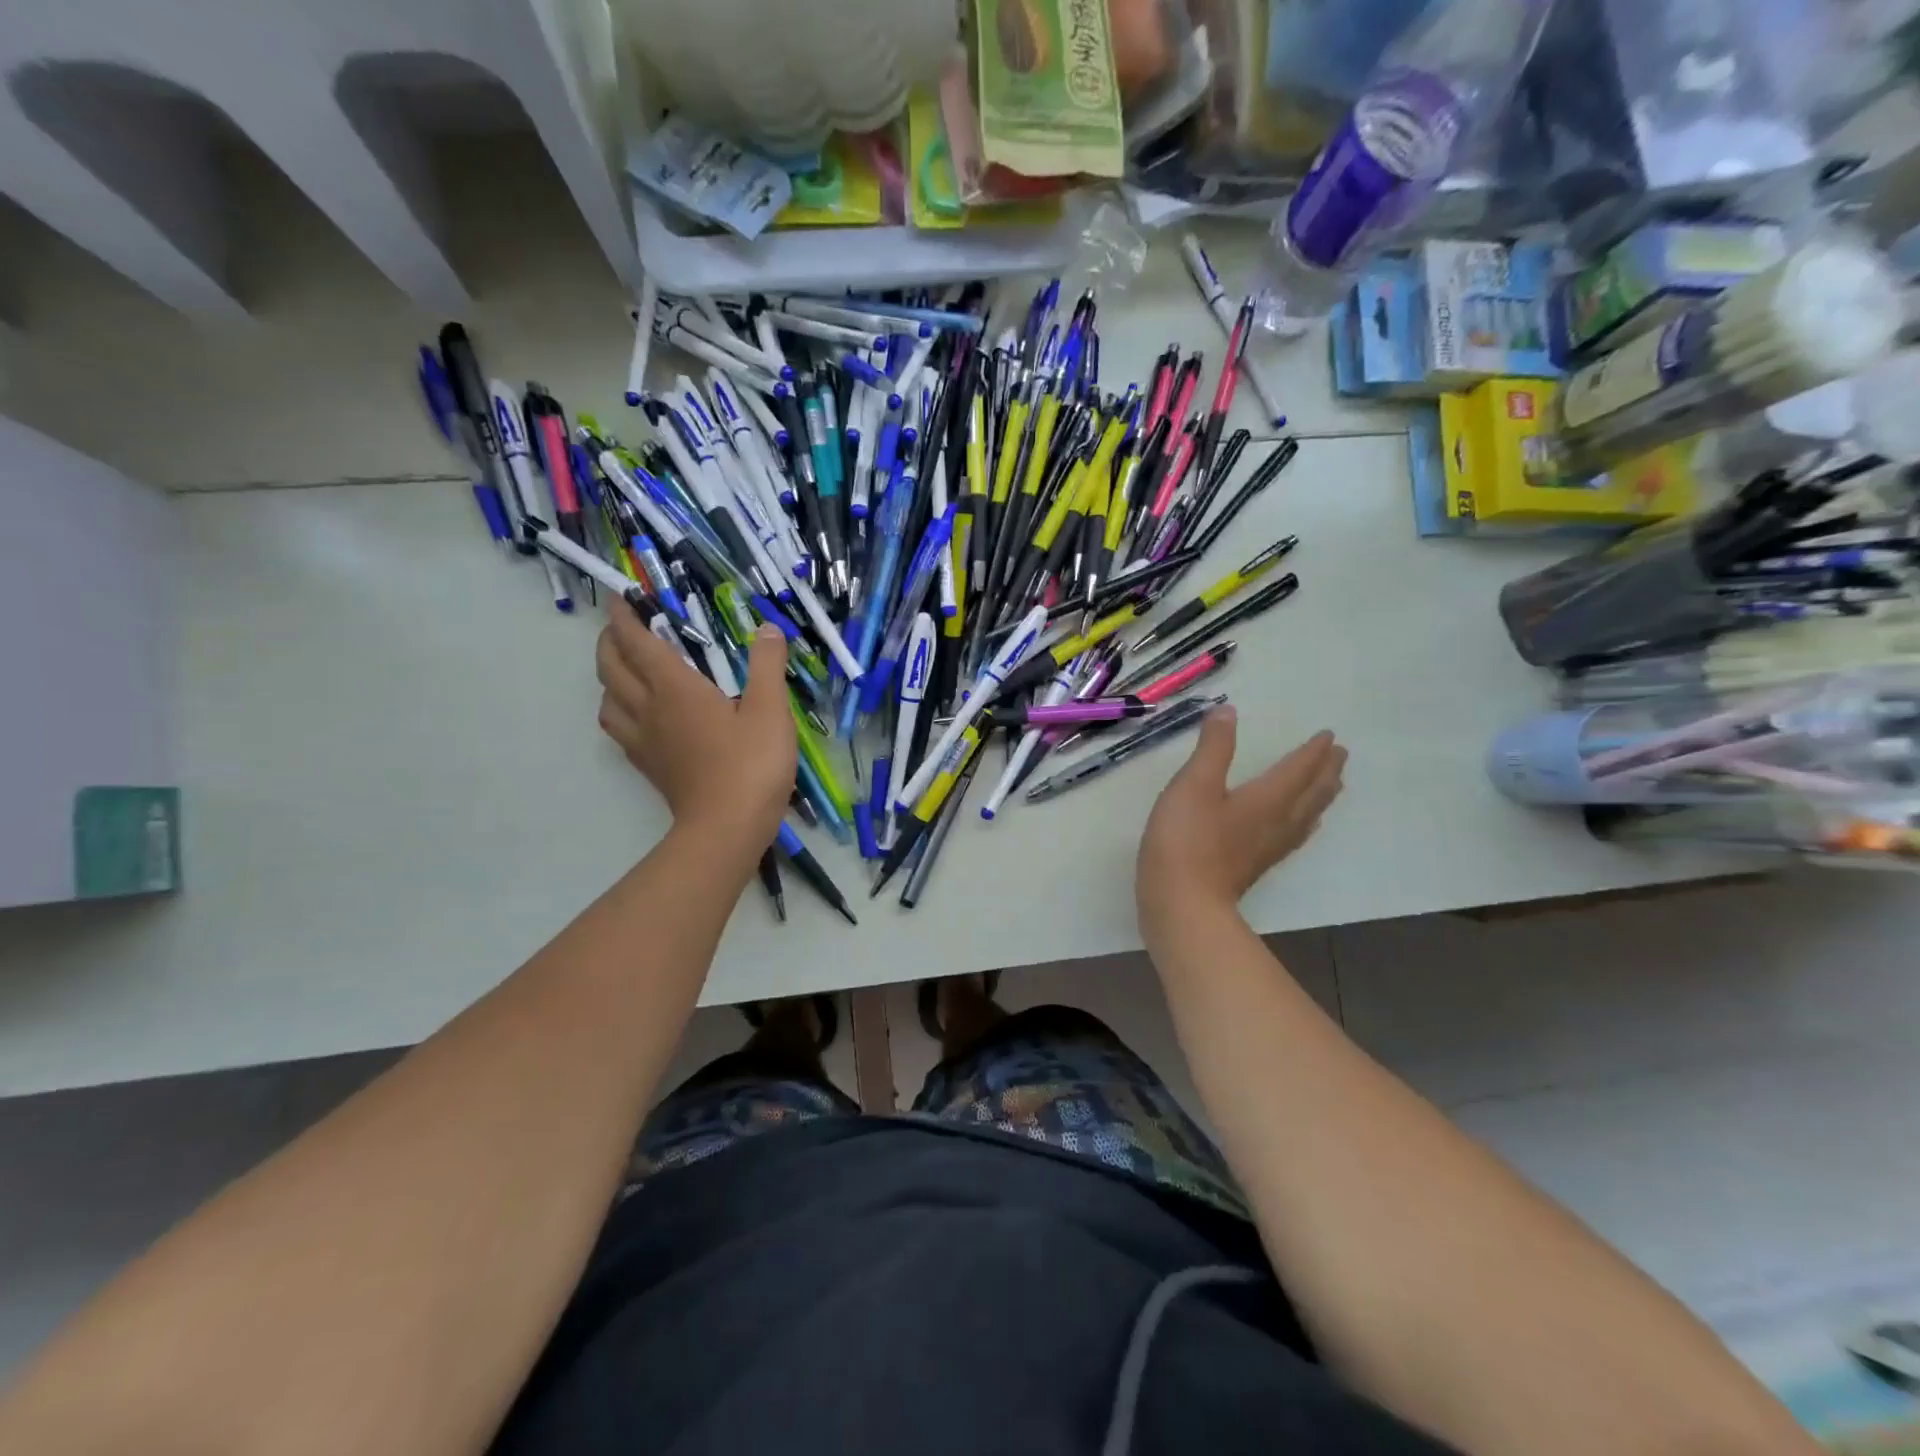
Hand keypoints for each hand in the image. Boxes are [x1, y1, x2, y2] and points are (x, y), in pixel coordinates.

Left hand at [595, 604, 796, 849]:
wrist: (728, 827)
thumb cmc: (751, 764)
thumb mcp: (771, 710)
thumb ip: (767, 666)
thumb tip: (767, 629)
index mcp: (675, 688)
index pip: (638, 642)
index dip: (625, 616)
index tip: (620, 596)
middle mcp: (649, 708)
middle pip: (610, 667)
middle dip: (610, 641)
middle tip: (624, 628)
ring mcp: (644, 740)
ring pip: (607, 699)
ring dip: (608, 676)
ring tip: (626, 670)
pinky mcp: (648, 765)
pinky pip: (618, 728)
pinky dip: (617, 709)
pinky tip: (638, 715)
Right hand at [1136, 709, 1344, 933]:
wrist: (1182, 903)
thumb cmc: (1187, 840)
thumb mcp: (1194, 785)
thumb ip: (1213, 748)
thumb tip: (1229, 712)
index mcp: (1266, 799)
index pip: (1298, 770)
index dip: (1313, 752)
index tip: (1330, 736)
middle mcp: (1276, 823)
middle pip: (1311, 794)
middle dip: (1326, 772)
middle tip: (1341, 756)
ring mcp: (1267, 849)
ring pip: (1306, 817)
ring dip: (1321, 797)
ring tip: (1331, 786)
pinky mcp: (1255, 867)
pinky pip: (1292, 837)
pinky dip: (1303, 824)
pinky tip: (1297, 828)